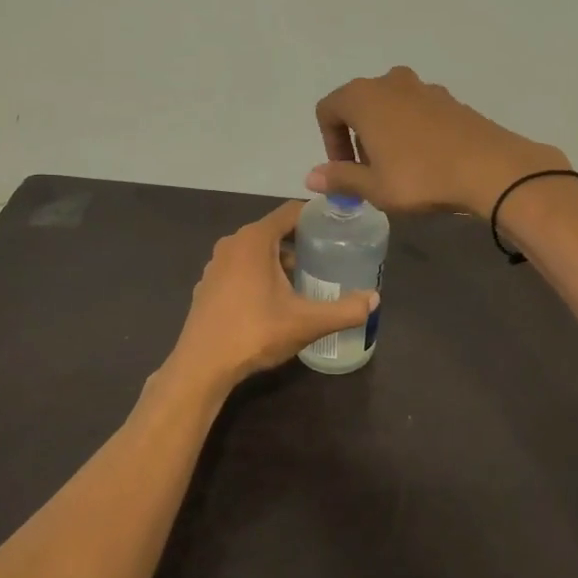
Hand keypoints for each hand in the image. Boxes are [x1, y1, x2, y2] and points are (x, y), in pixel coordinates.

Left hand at [166, 202, 378, 390]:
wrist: (202, 365)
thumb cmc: (255, 333)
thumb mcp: (307, 322)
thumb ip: (344, 310)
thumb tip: (374, 299)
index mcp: (255, 239)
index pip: (291, 212)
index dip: (317, 216)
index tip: (340, 228)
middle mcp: (232, 243)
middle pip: (274, 231)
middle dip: (301, 242)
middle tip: (329, 258)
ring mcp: (216, 265)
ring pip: (256, 252)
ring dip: (280, 261)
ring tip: (305, 281)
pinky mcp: (207, 286)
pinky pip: (240, 269)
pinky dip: (259, 275)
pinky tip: (273, 301)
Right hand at [308, 66, 570, 217]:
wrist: (489, 168)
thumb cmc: (420, 177)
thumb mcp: (373, 187)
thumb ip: (340, 178)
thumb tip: (312, 176)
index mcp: (363, 98)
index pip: (328, 110)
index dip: (329, 142)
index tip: (344, 170)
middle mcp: (390, 82)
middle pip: (359, 104)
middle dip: (357, 137)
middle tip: (369, 171)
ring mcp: (423, 88)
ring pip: (390, 106)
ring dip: (384, 132)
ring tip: (397, 167)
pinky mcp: (450, 99)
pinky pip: (417, 111)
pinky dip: (411, 130)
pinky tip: (426, 160)